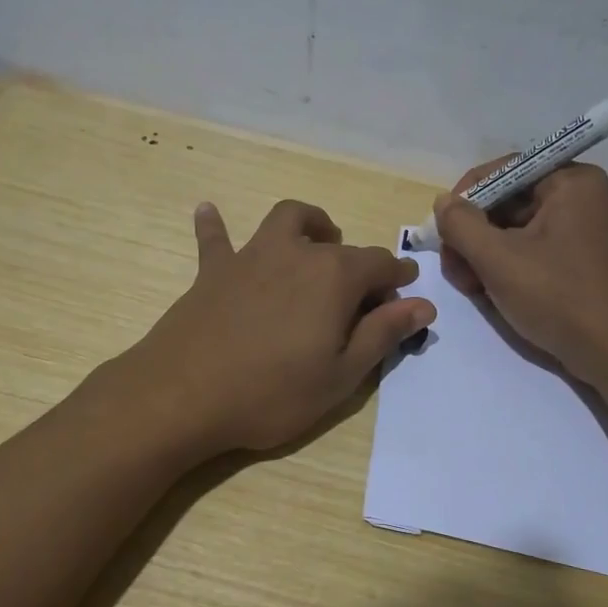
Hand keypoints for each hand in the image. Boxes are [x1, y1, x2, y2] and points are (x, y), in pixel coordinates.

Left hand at [130, 199, 435, 454]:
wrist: (184, 396)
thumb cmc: (272, 393)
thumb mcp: (341, 375)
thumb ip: (383, 334)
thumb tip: (423, 304)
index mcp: (335, 277)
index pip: (379, 265)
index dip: (397, 277)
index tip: (406, 291)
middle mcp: (296, 253)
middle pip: (338, 245)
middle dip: (358, 262)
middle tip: (362, 293)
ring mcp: (251, 256)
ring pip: (285, 220)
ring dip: (307, 224)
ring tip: (315, 239)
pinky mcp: (213, 271)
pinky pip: (215, 239)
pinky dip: (215, 226)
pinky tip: (208, 210)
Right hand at [434, 161, 607, 385]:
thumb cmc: (558, 298)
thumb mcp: (498, 260)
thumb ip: (461, 225)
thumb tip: (442, 202)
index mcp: (569, 181)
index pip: (502, 171)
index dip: (466, 198)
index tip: (442, 232)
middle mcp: (577, 196)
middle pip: (505, 201)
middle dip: (472, 234)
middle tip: (454, 270)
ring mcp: (578, 228)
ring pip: (511, 229)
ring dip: (482, 254)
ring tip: (470, 287)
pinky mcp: (574, 258)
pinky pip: (528, 248)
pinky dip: (503, 266)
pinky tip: (488, 291)